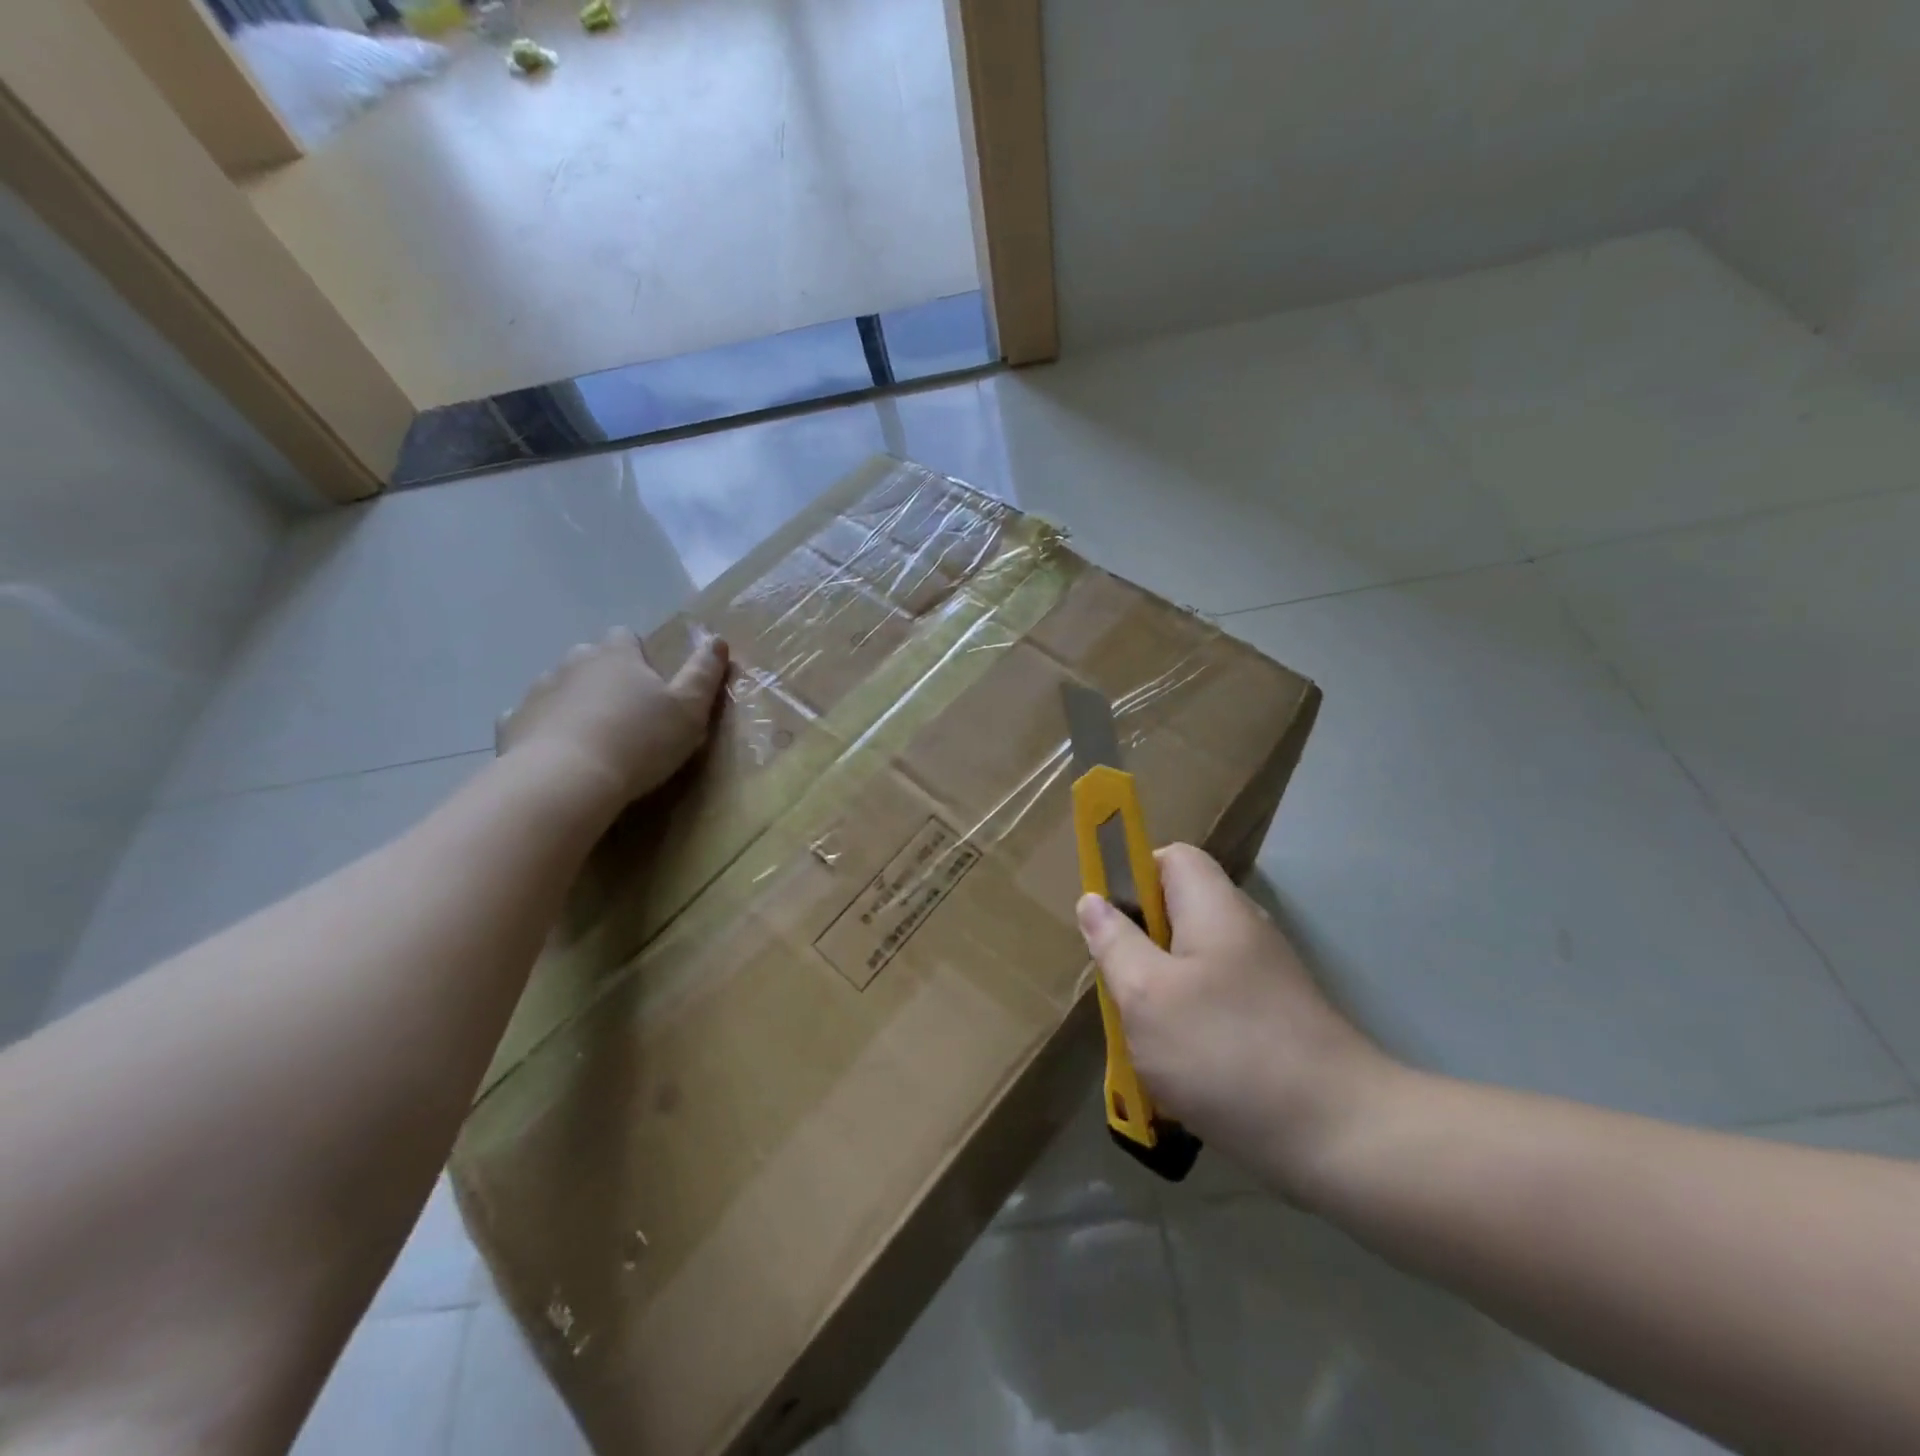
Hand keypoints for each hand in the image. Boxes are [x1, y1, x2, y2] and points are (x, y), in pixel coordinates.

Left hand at [497, 627, 728, 804]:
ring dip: (575, 703)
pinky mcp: (512, 724)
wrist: (566, 781)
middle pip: (590, 659)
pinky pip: (531, 719)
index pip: (626, 637)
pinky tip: (559, 754)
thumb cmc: (639, 741)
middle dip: (605, 678)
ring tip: (594, 739)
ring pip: (560, 687)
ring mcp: (538, 691)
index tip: (652, 685)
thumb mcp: (689, 710)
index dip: (639, 656)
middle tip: (626, 715)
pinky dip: (545, 729)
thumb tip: (717, 640)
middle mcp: (573, 662)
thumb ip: (704, 673)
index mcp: (617, 656)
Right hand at [1076, 844, 1391, 1195]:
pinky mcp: (1273, 1022)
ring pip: (1190, 966)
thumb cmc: (1226, 1051)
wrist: (1341, 1138)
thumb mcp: (1147, 994)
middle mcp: (1243, 931)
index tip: (1106, 920)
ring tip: (1140, 1038)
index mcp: (1214, 908)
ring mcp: (1263, 979)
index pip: (1171, 857)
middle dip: (1137, 946)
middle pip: (1177, 913)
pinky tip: (1176, 1072)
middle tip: (1117, 988)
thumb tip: (1093, 900)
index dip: (1132, 875)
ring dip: (1157, 994)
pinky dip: (1187, 1027)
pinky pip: (1213, 1005)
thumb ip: (1114, 942)